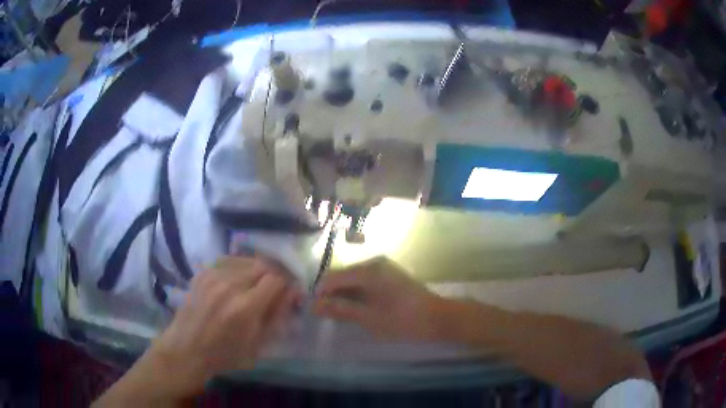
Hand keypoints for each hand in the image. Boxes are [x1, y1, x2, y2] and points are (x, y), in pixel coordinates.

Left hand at [94, 256, 300, 405]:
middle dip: (275, 275)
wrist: (187, 349)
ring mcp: (213, 276)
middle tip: (277, 288)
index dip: (288, 284)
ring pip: (247, 260)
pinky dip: (241, 267)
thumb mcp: (258, 345)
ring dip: (259, 270)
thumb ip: (277, 317)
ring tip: (259, 284)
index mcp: (245, 307)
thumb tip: (292, 294)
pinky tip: (240, 279)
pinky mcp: (203, 273)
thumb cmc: (225, 355)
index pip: (277, 279)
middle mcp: (230, 285)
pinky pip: (229, 261)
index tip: (291, 293)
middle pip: (263, 265)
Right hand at [314, 257, 444, 340]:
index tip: (315, 311)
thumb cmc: (403, 319)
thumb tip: (314, 306)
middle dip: (332, 294)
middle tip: (328, 315)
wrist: (438, 318)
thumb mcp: (369, 318)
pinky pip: (365, 281)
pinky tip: (358, 308)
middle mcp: (374, 263)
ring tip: (341, 314)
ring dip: (344, 295)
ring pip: (354, 279)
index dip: (321, 293)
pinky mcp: (390, 276)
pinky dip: (357, 294)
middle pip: (343, 275)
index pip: (333, 277)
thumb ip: (341, 310)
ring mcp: (383, 268)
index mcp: (368, 270)